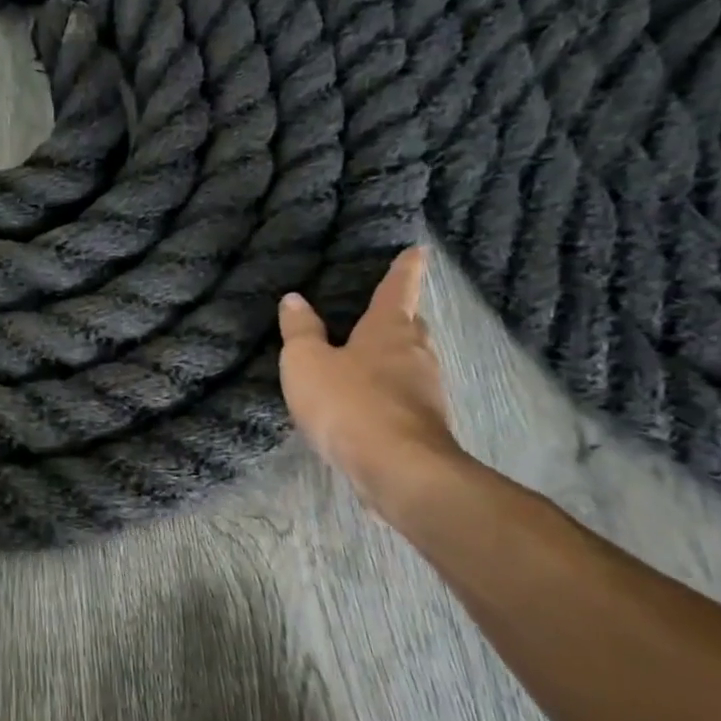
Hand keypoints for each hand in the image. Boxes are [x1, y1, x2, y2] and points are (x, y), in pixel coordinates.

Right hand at [278, 246, 466, 515]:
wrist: (398, 469)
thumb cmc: (349, 403)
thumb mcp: (307, 363)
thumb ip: (300, 331)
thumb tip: (294, 299)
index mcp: (388, 329)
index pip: (397, 289)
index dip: (405, 269)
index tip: (418, 251)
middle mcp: (414, 353)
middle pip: (410, 326)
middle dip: (399, 317)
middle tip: (384, 311)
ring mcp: (425, 391)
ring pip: (410, 362)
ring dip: (394, 357)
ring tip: (369, 359)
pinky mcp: (424, 425)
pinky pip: (405, 396)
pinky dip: (389, 392)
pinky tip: (369, 403)